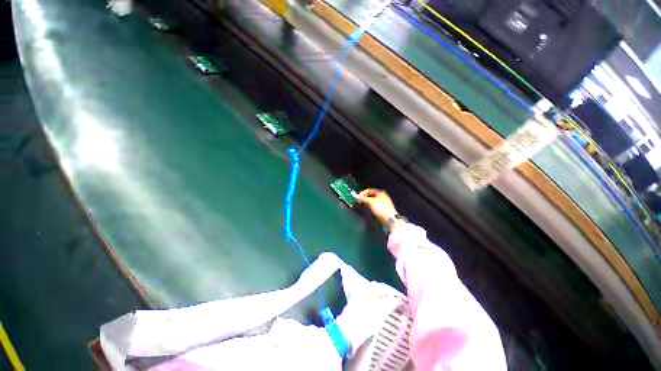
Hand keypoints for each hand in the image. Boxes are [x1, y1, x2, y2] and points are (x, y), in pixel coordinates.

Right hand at [357, 189, 398, 225]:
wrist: (390, 219)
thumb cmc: (380, 208)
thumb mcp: (370, 202)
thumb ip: (363, 198)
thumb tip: (356, 196)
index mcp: (380, 192)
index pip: (368, 190)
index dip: (362, 193)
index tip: (357, 198)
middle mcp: (382, 196)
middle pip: (370, 195)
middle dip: (364, 198)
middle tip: (359, 202)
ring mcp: (383, 202)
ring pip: (372, 201)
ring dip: (367, 203)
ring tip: (363, 206)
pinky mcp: (383, 208)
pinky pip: (374, 205)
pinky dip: (370, 207)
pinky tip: (368, 210)